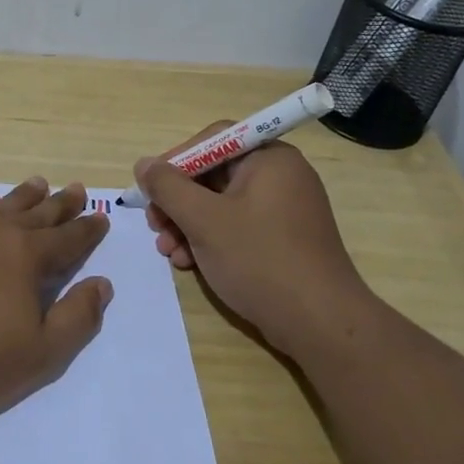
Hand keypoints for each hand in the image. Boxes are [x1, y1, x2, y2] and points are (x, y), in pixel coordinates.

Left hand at [0, 178, 111, 425]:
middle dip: (60, 203)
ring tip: (38, 184)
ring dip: (23, 196)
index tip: (101, 217)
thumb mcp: (39, 355)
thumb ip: (77, 318)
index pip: (67, 238)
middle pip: (36, 213)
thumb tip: (101, 284)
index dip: (88, 229)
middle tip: (77, 189)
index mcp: (25, 256)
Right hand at [135, 126, 372, 359]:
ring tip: (167, 251)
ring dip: (187, 225)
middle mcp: (280, 177)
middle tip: (154, 225)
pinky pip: (237, 227)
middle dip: (177, 201)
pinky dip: (209, 240)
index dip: (175, 161)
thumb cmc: (260, 259)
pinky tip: (189, 263)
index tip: (150, 189)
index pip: (213, 140)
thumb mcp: (204, 220)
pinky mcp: (282, 240)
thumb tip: (144, 164)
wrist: (319, 323)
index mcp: (269, 158)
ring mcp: (283, 210)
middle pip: (214, 174)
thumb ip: (168, 187)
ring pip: (221, 205)